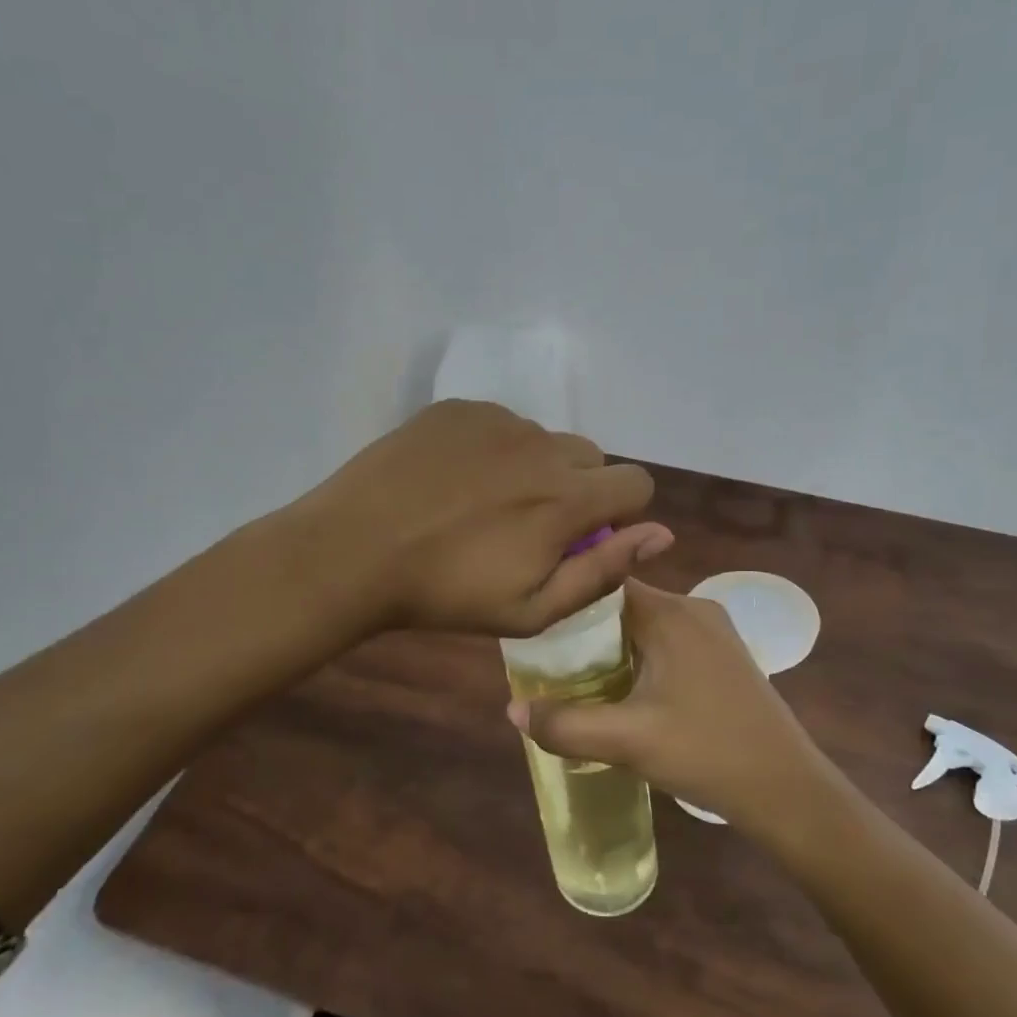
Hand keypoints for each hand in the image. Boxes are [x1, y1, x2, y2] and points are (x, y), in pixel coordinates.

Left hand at [304, 400, 673, 635]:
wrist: (355, 550)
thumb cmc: (446, 593)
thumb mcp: (532, 608)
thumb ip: (604, 570)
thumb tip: (662, 535)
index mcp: (568, 497)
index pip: (637, 483)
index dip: (621, 512)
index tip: (584, 536)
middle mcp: (543, 446)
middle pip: (591, 458)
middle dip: (578, 489)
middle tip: (529, 524)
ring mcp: (498, 420)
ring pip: (544, 440)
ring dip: (534, 467)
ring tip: (484, 503)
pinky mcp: (459, 409)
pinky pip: (500, 423)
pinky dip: (493, 448)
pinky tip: (454, 479)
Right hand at [509, 579, 835, 835]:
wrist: (787, 790)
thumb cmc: (707, 752)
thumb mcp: (628, 741)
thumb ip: (565, 724)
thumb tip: (511, 708)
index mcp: (671, 613)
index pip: (605, 585)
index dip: (568, 604)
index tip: (538, 631)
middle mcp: (694, 609)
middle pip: (623, 606)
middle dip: (586, 633)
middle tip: (550, 665)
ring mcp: (714, 632)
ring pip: (646, 626)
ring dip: (614, 649)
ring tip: (578, 682)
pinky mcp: (724, 656)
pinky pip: (668, 643)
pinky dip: (641, 659)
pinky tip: (626, 693)